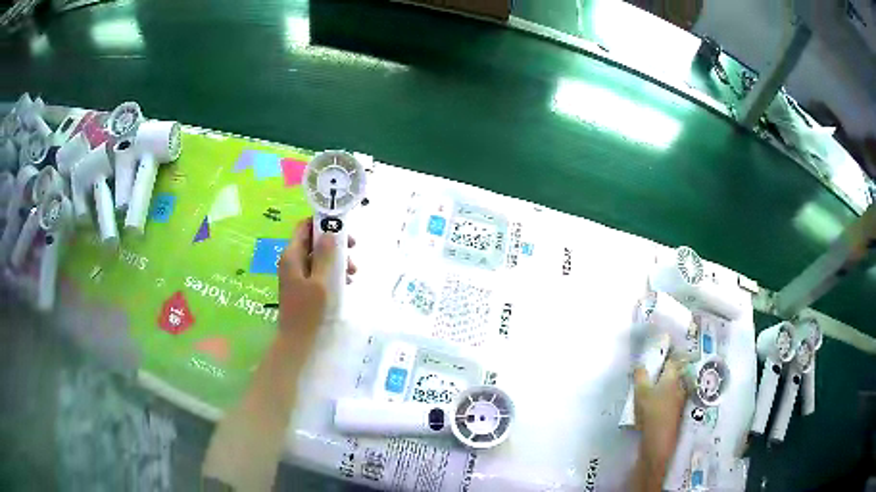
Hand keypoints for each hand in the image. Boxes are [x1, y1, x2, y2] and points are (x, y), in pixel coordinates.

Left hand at [277, 217, 356, 345]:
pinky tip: (345, 282)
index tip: (343, 228)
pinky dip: (331, 271)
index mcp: (292, 255)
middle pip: (314, 241)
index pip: (304, 226)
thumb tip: (330, 232)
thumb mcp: (321, 282)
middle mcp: (292, 261)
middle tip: (353, 250)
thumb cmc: (308, 312)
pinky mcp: (302, 286)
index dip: (322, 222)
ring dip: (336, 259)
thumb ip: (325, 256)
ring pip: (318, 256)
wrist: (296, 341)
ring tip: (352, 273)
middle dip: (334, 243)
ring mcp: (296, 274)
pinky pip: (318, 270)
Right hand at [633, 358, 686, 468]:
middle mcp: (680, 385)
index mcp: (673, 377)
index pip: (671, 359)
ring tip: (651, 388)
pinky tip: (655, 403)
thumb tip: (639, 363)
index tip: (656, 354)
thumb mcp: (640, 392)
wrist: (659, 441)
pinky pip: (671, 398)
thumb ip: (640, 376)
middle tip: (651, 372)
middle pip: (673, 373)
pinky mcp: (677, 412)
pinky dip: (664, 396)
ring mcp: (680, 399)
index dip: (664, 355)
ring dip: (664, 385)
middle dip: (664, 371)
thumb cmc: (651, 412)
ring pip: (673, 386)